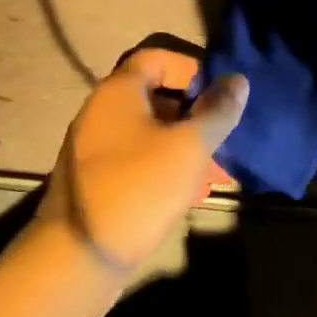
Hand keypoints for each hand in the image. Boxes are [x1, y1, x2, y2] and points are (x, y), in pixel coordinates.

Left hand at [39, 49, 248, 280]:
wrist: (78, 258)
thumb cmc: (138, 188)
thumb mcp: (188, 147)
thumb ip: (217, 111)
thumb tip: (238, 80)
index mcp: (119, 91)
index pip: (158, 58)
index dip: (192, 68)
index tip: (221, 91)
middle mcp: (102, 111)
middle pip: (157, 96)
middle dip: (196, 113)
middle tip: (226, 134)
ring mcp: (96, 147)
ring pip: (151, 133)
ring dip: (186, 144)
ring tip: (218, 170)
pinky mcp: (98, 180)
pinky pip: (139, 159)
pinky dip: (167, 166)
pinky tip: (193, 192)